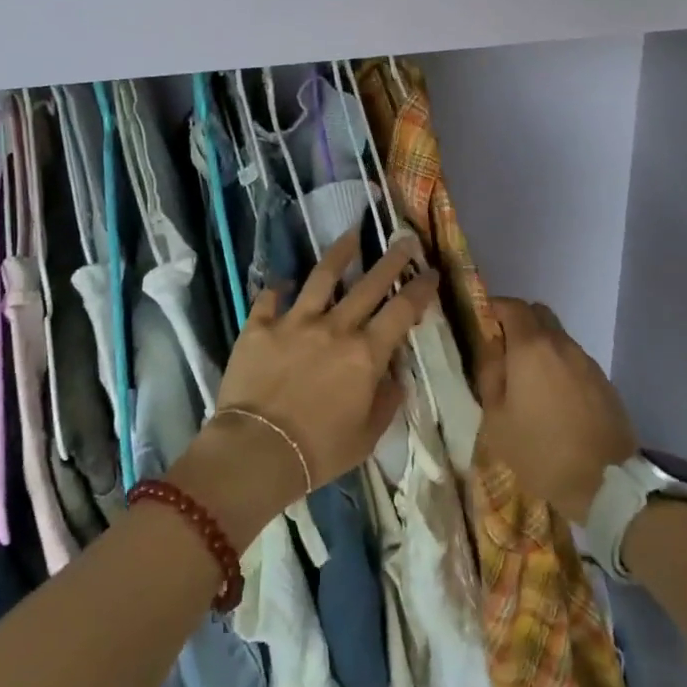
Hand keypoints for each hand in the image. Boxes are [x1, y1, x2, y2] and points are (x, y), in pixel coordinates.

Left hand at [175, 232, 439, 531]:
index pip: (402, 311)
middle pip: (369, 284)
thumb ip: (385, 401)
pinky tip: (283, 282)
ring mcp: (294, 322)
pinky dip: (278, 288)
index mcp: (365, 354)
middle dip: (391, 260)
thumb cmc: (318, 452)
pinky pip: (269, 298)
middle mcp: (335, 327)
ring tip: (350, 235)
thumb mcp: (367, 436)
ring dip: (340, 253)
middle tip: (404, 240)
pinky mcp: (259, 326)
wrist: (256, 452)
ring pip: (322, 276)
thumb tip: (394, 376)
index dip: (420, 289)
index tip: (430, 271)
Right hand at [476, 299, 639, 523]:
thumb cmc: (540, 450)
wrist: (606, 483)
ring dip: (540, 346)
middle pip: (538, 313)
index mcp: (531, 348)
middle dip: (518, 322)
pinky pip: (573, 360)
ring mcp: (587, 361)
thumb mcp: (497, 418)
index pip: (512, 306)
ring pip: (558, 337)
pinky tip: (553, 397)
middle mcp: (562, 344)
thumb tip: (489, 348)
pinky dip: (558, 366)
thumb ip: (489, 374)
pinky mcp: (603, 381)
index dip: (494, 307)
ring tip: (526, 380)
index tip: (481, 323)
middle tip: (502, 349)